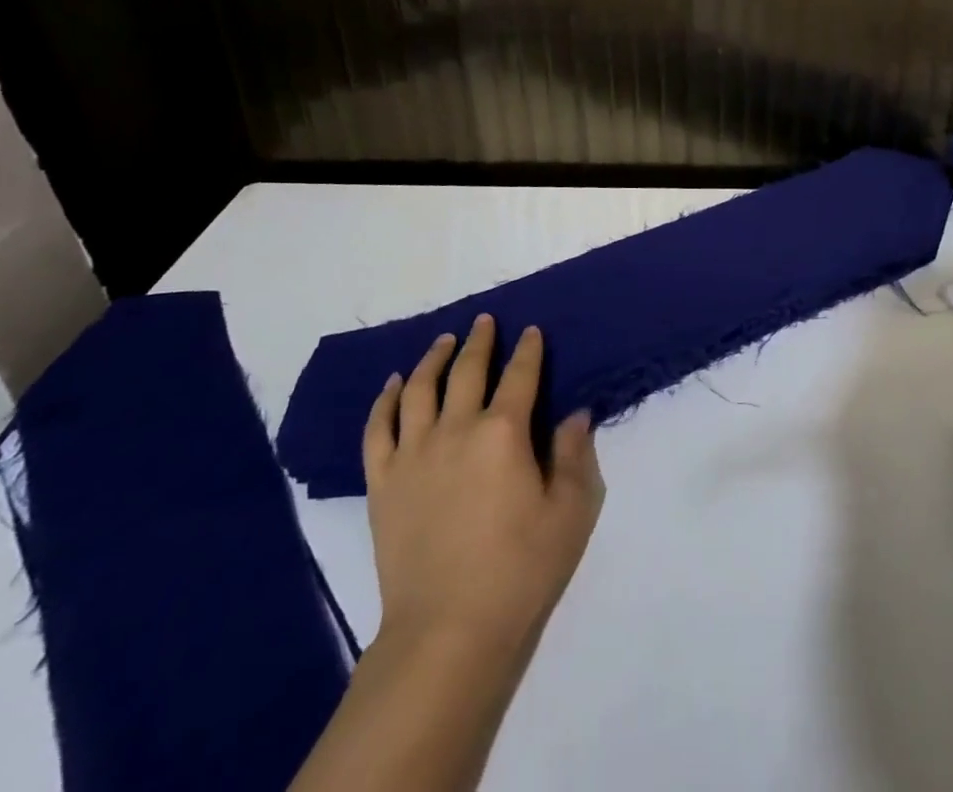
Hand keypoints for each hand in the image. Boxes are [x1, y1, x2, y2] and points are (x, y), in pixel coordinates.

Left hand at [362, 315, 605, 661]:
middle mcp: (456, 429)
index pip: (520, 375)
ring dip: (432, 359)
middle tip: (484, 321)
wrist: (447, 631)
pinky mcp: (382, 483)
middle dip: (479, 341)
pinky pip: (378, 429)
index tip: (532, 330)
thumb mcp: (571, 511)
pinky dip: (383, 401)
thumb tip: (575, 414)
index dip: (529, 349)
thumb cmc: (520, 568)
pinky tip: (391, 385)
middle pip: (467, 371)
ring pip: (417, 389)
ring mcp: (413, 454)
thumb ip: (574, 455)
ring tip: (442, 341)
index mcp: (504, 432)